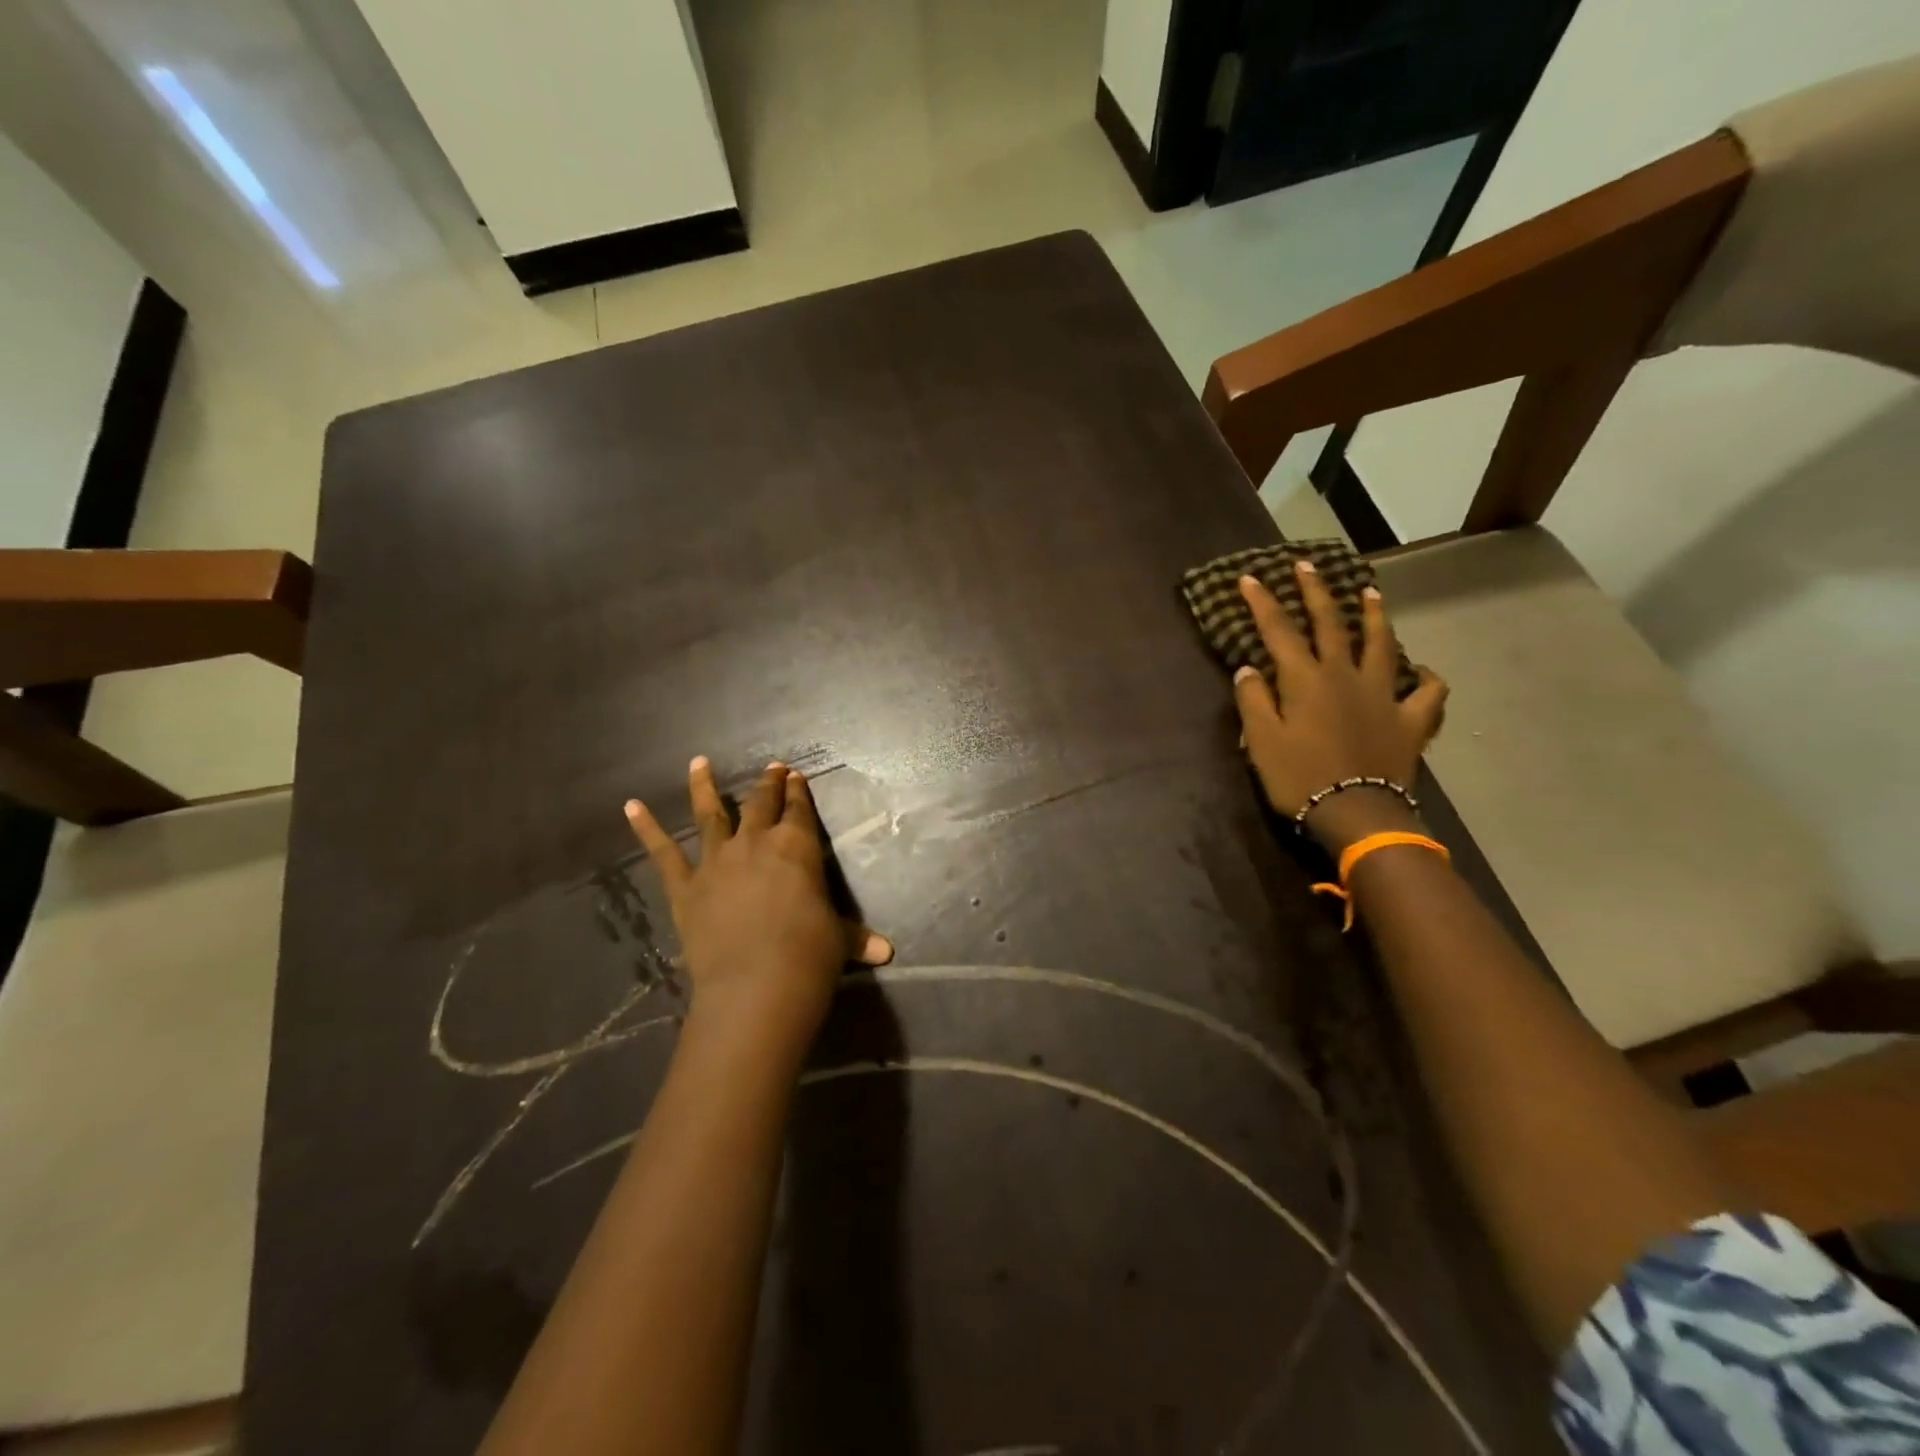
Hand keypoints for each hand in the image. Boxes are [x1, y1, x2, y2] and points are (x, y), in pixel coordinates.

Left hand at [625, 758, 891, 1053]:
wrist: (757, 985)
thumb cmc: (810, 956)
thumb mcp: (839, 942)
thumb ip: (857, 939)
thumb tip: (887, 952)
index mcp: (797, 847)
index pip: (799, 810)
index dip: (798, 792)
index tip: (796, 776)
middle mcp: (756, 843)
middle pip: (760, 804)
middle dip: (768, 785)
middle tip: (771, 768)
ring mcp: (717, 861)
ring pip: (709, 814)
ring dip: (704, 787)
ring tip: (699, 762)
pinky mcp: (686, 887)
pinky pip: (662, 854)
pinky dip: (645, 829)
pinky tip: (630, 807)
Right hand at [1232, 562, 1447, 850]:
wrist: (1357, 813)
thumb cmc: (1299, 778)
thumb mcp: (1261, 742)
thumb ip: (1253, 701)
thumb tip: (1248, 669)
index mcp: (1305, 679)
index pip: (1278, 631)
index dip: (1263, 602)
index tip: (1250, 578)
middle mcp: (1345, 675)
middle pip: (1330, 624)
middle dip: (1316, 592)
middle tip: (1307, 566)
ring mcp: (1383, 695)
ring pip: (1381, 644)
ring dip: (1373, 616)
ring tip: (1369, 593)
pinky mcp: (1410, 720)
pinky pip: (1427, 693)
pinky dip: (1426, 679)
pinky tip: (1422, 673)